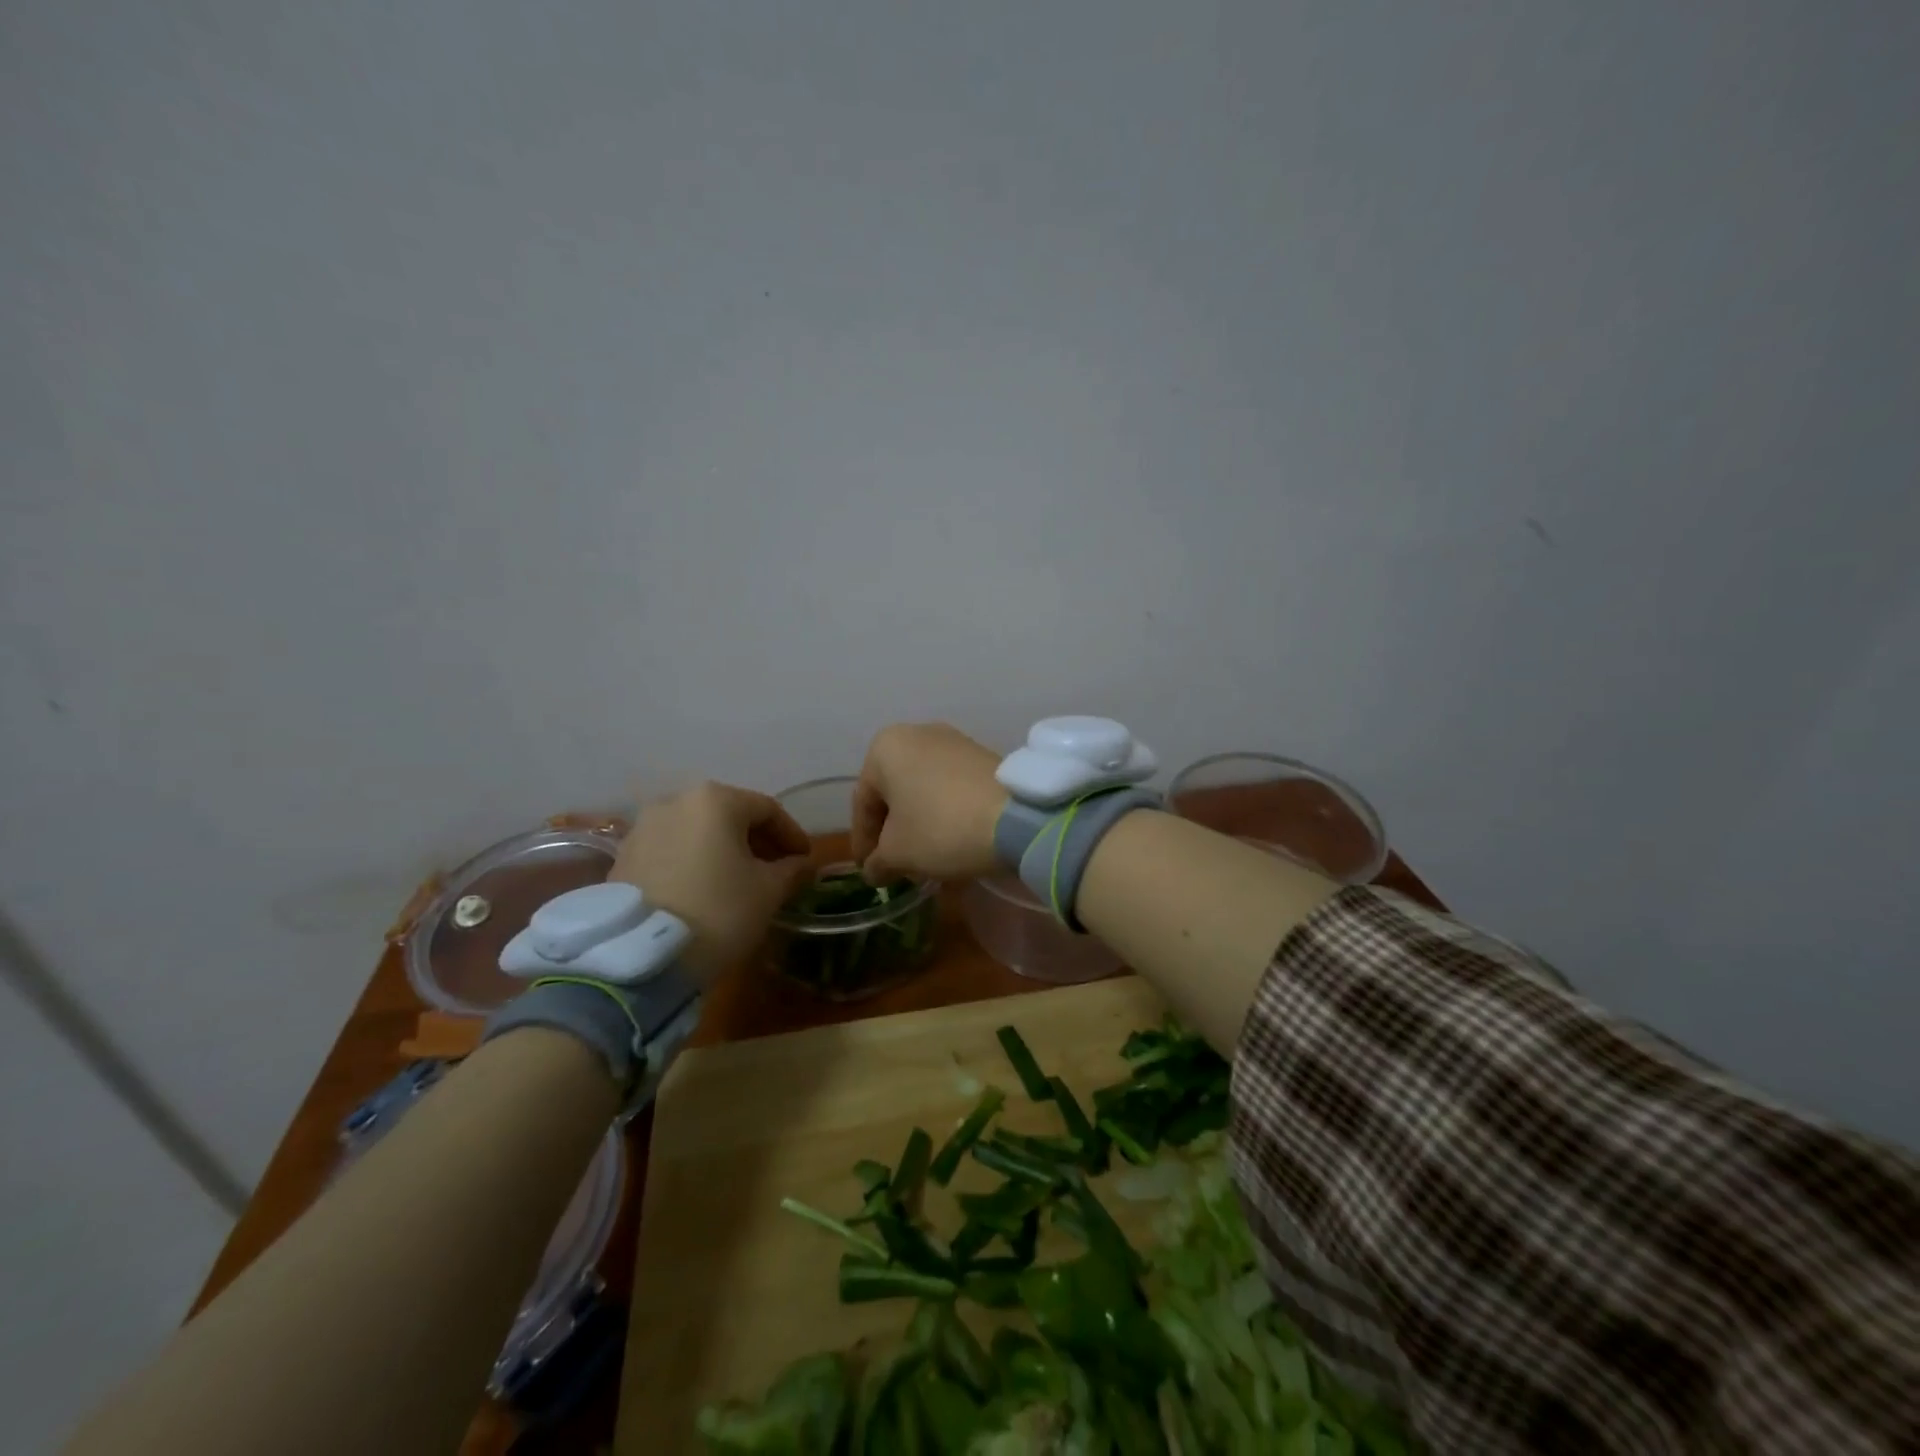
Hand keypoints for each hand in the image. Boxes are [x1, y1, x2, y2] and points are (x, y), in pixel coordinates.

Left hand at [609, 781, 813, 984]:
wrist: (641, 956)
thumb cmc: (718, 911)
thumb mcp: (769, 892)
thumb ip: (791, 870)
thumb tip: (800, 864)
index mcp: (716, 800)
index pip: (767, 809)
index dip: (792, 834)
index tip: (805, 859)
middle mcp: (676, 801)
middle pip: (729, 815)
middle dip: (757, 840)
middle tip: (777, 868)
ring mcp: (644, 827)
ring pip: (698, 831)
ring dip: (724, 850)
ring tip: (740, 879)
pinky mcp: (624, 855)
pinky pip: (672, 849)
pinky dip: (694, 860)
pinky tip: (705, 887)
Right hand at [851, 723, 1006, 882]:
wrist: (1016, 816)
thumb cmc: (941, 827)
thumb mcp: (898, 853)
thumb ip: (877, 861)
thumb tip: (874, 870)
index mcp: (885, 748)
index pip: (863, 803)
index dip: (863, 842)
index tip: (868, 870)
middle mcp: (917, 733)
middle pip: (894, 792)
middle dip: (892, 830)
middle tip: (894, 864)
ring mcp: (954, 741)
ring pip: (923, 788)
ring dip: (919, 821)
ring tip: (923, 856)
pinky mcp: (983, 755)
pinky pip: (950, 786)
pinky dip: (944, 812)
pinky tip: (951, 839)